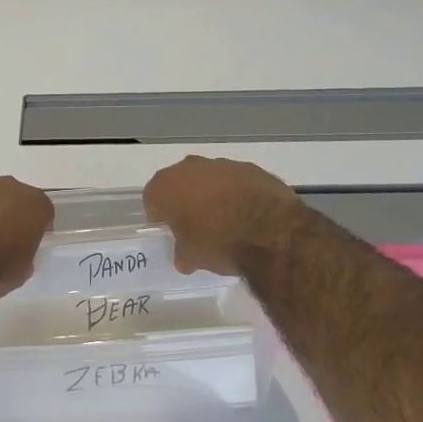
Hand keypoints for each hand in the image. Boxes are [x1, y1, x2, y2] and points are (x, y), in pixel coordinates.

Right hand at [144, 156, 301, 275]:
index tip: (171, 231)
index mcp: (166, 185)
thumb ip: (183, 252)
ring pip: (209, 179)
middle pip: (180, 183)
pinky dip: (238, 194)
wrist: (270, 231)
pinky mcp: (251, 168)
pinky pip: (236, 182)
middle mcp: (190, 167)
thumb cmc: (218, 242)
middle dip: (186, 201)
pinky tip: (248, 215)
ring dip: (213, 196)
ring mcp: (222, 164)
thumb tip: (184, 257)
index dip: (160, 216)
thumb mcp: (192, 257)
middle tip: (196, 226)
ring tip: (226, 222)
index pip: (152, 198)